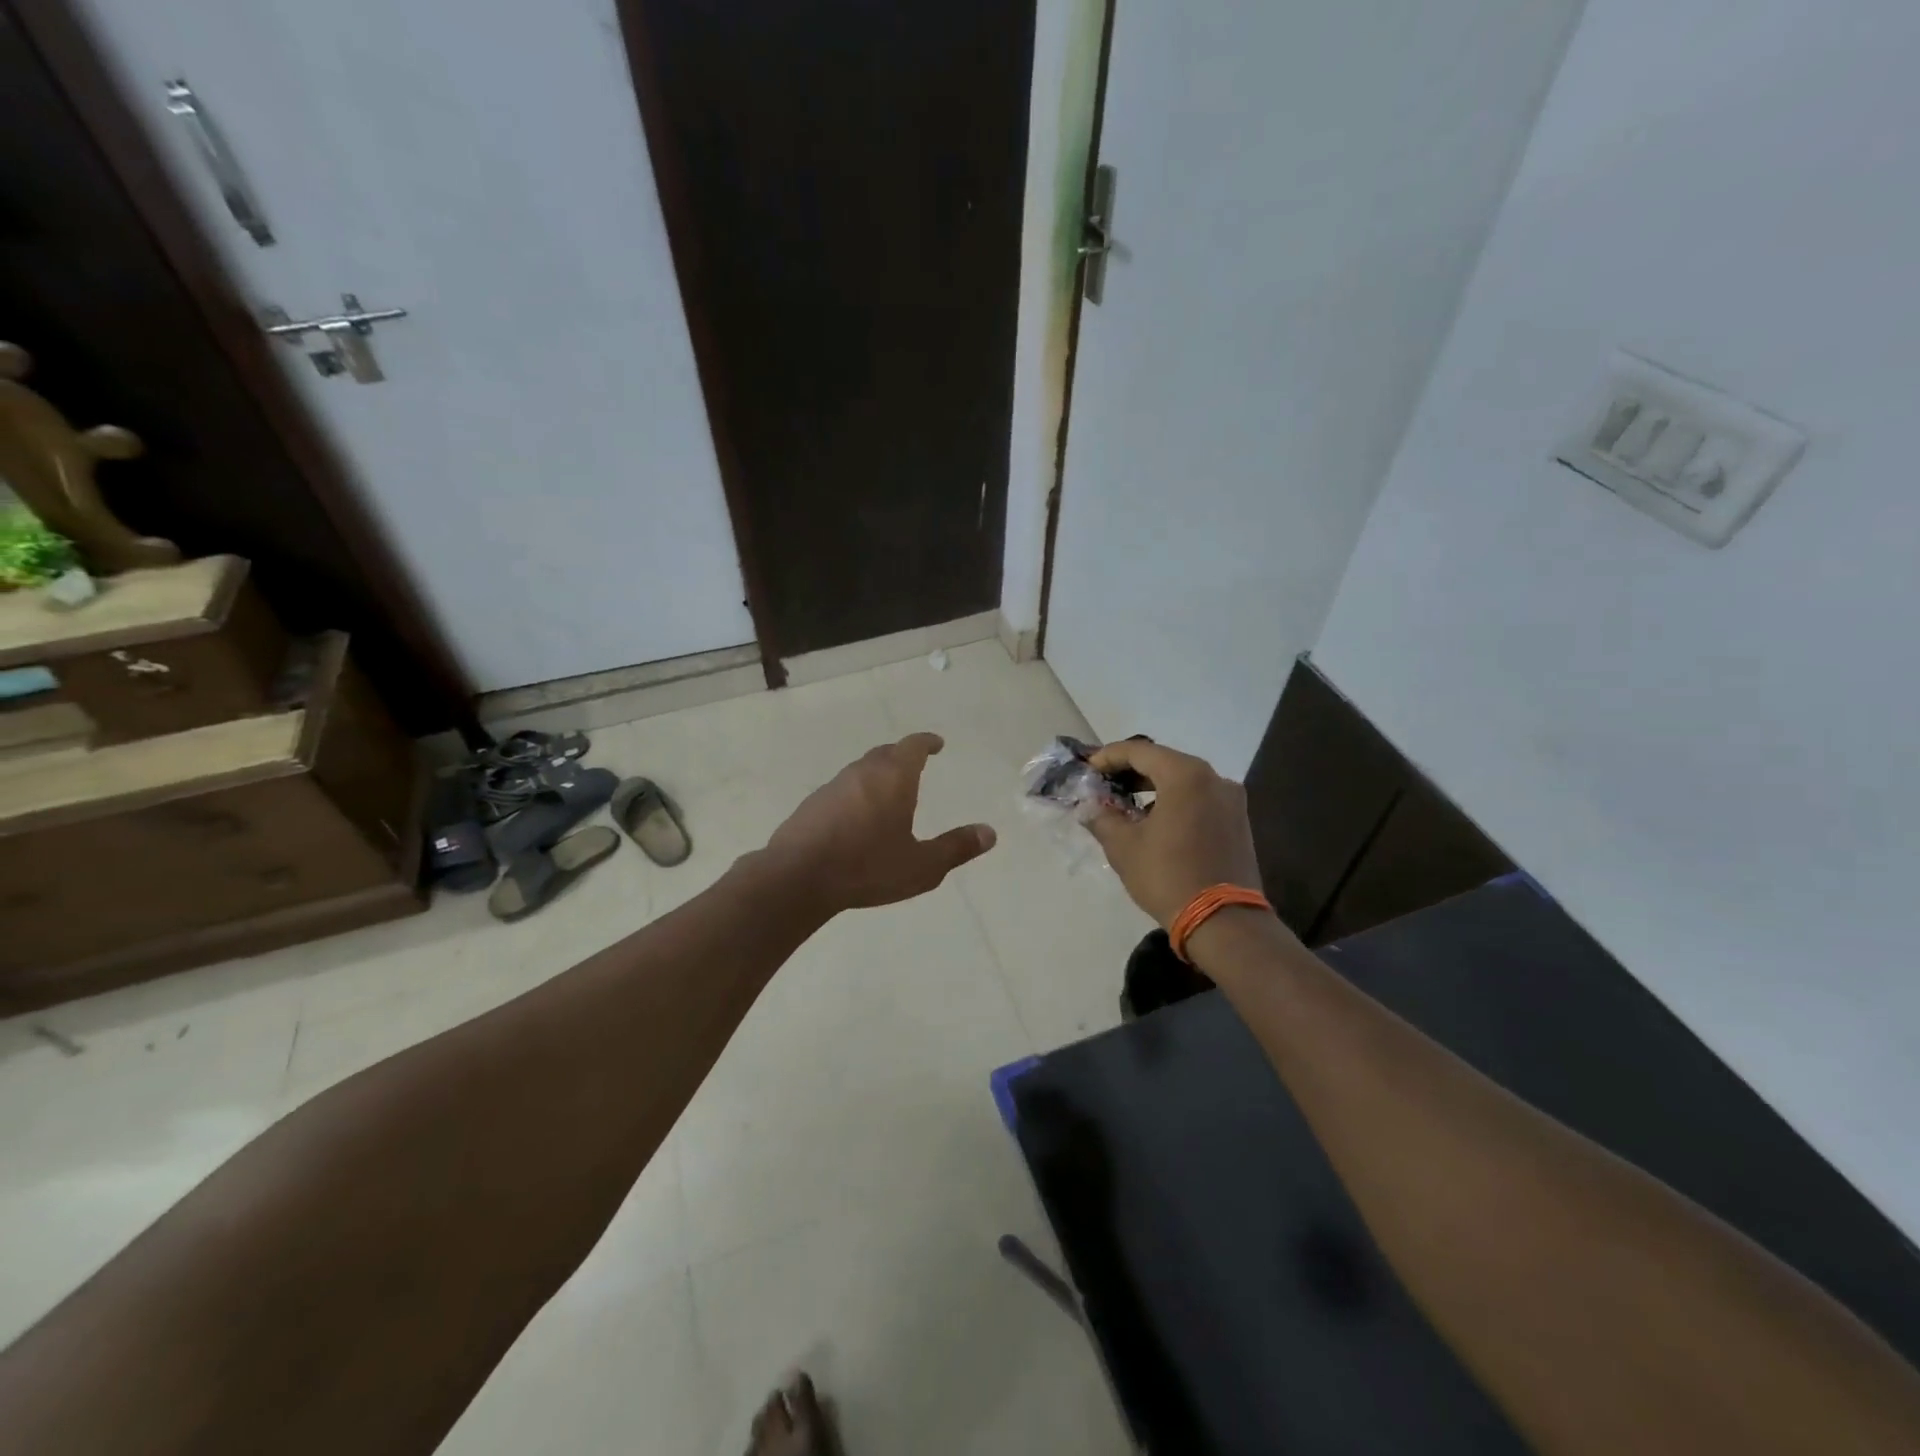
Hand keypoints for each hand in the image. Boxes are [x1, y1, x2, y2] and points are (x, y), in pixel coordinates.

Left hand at [763, 733, 996, 913]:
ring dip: (878, 774)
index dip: (926, 742)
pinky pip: (842, 789)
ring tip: (889, 792)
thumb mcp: (922, 866)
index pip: (912, 746)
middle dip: (903, 756)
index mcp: (893, 778)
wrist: (797, 877)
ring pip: (861, 770)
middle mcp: (862, 773)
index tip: (936, 743)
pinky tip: (857, 817)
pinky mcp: (812, 805)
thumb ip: (956, 848)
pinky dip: (857, 794)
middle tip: (916, 764)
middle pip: (885, 753)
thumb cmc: (867, 867)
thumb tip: (990, 833)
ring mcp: (832, 786)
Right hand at [1085, 739, 1261, 927]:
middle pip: (1164, 762)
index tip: (1087, 769)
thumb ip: (1102, 817)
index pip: (1139, 751)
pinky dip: (1174, 802)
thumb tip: (1089, 807)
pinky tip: (1154, 821)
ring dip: (1153, 787)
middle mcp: (1214, 778)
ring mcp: (1231, 800)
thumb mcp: (1123, 846)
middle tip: (1102, 785)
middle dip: (1130, 771)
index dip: (1108, 757)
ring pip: (1184, 781)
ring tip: (1125, 804)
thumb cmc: (1168, 876)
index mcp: (1186, 775)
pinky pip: (1199, 799)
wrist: (1224, 922)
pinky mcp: (1238, 822)